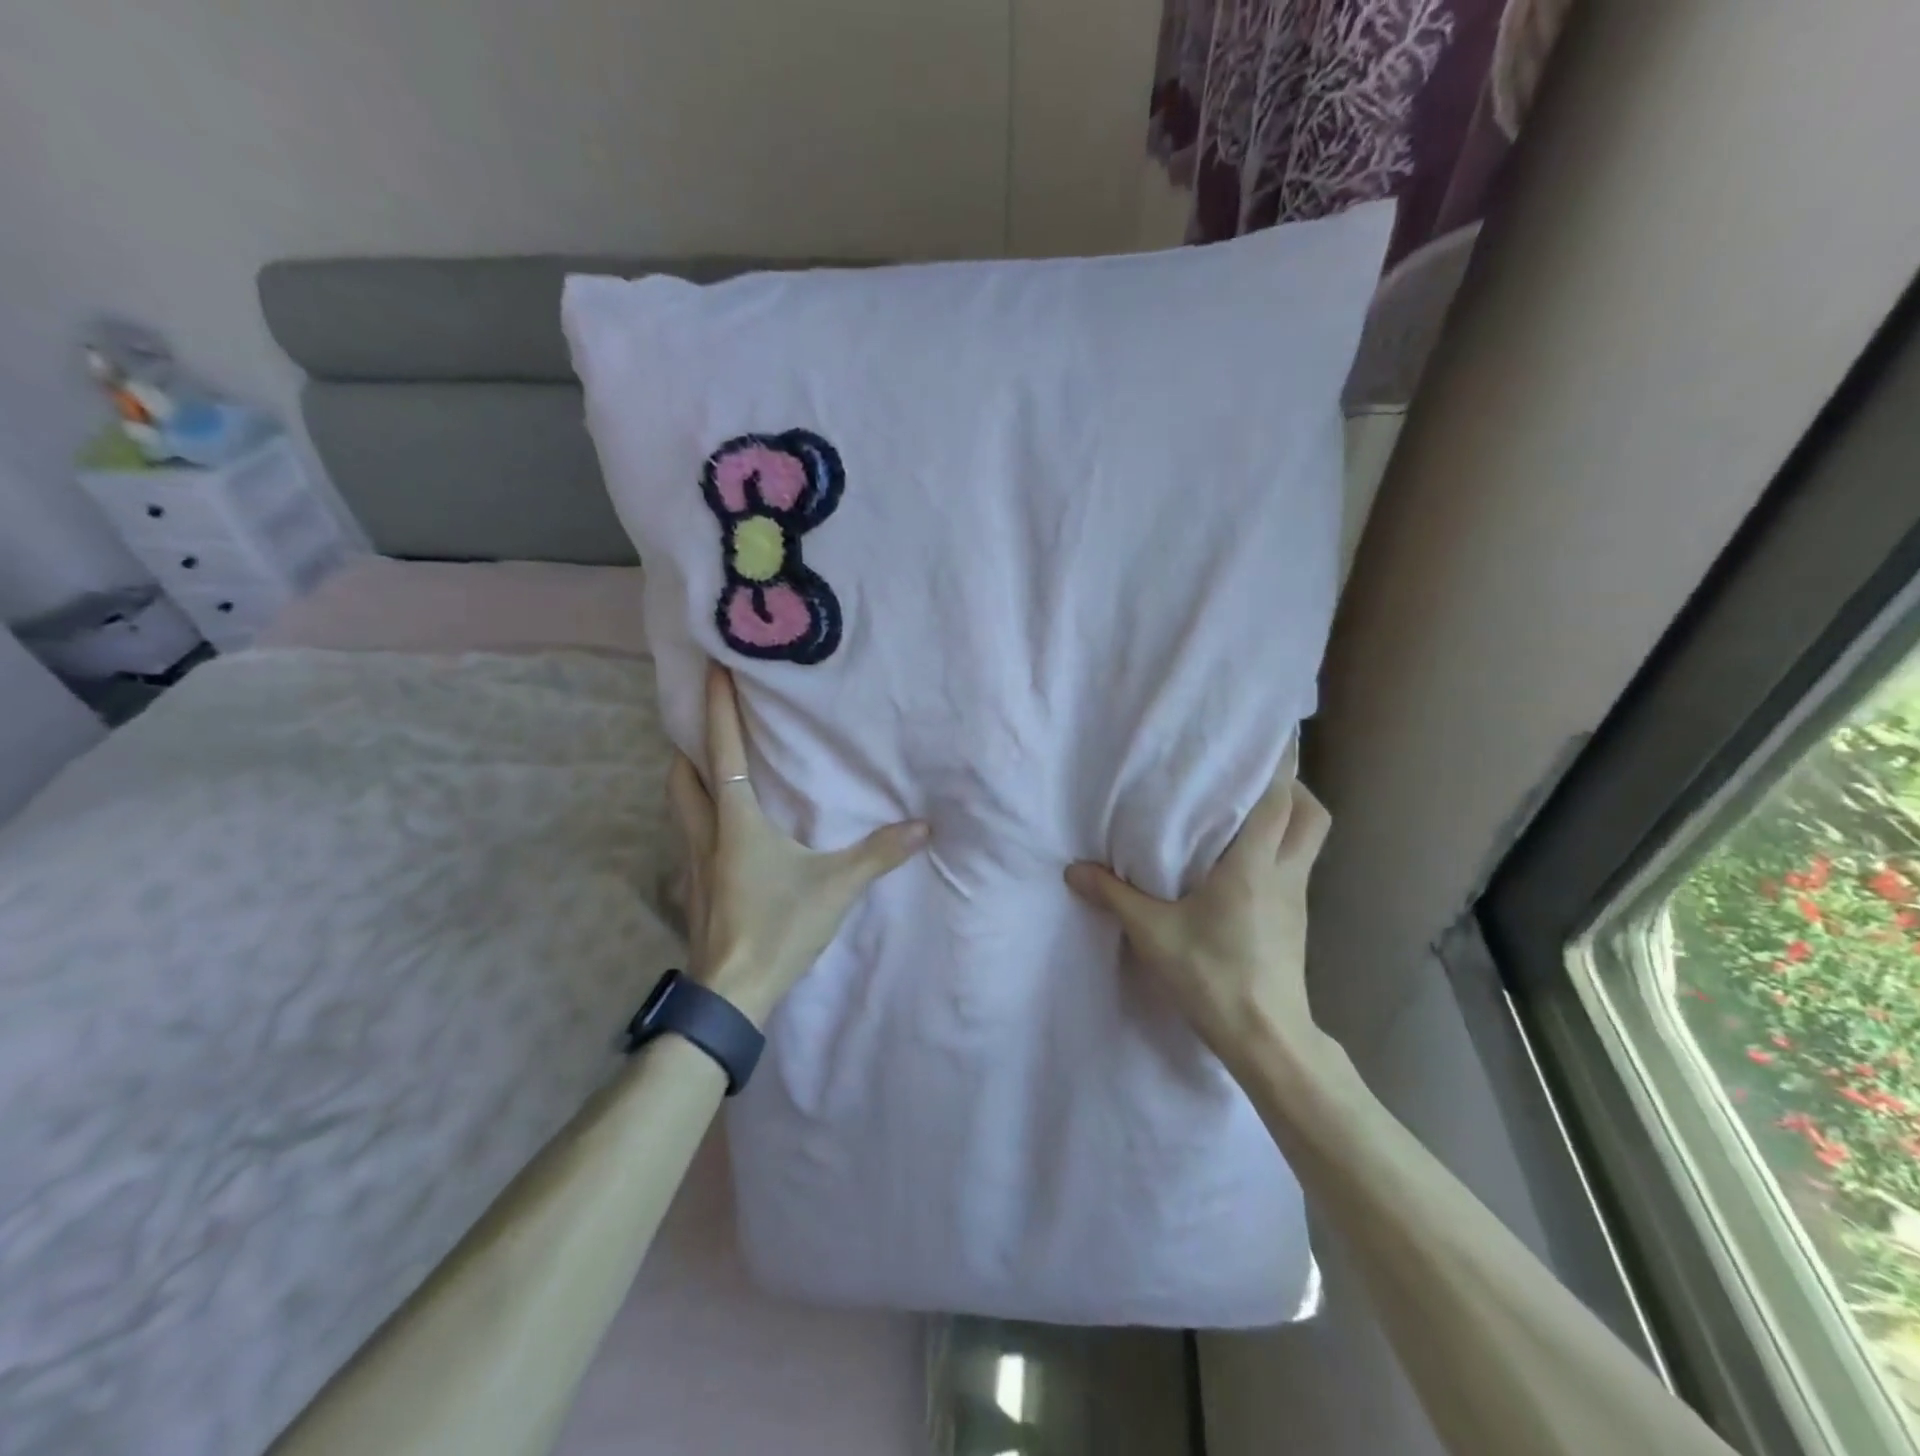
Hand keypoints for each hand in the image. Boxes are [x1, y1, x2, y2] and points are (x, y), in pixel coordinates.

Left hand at [667, 665, 929, 1027]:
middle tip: (706, 722)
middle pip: (682, 774)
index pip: (722, 752)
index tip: (711, 669)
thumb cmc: (778, 927)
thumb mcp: (836, 888)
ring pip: (679, 805)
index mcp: (736, 821)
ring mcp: (692, 863)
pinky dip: (697, 815)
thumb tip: (922, 827)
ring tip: (710, 766)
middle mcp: (706, 833)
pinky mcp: (693, 889)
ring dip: (689, 778)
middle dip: (689, 742)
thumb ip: (879, 854)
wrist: (730, 993)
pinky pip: (688, 835)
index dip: (718, 708)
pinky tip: (720, 829)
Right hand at [1065, 771, 1331, 1068]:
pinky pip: (1296, 866)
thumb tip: (1074, 870)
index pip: (1280, 800)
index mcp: (1254, 865)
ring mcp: (1296, 898)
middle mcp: (1285, 872)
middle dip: (1293, 787)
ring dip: (1289, 817)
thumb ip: (1114, 895)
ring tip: (1245, 811)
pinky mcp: (1295, 920)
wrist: (1265, 1038)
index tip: (1267, 733)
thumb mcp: (1153, 933)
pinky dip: (1279, 849)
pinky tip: (1242, 861)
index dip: (1279, 763)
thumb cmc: (1212, 975)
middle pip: (1312, 815)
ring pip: (1309, 841)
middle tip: (1251, 777)